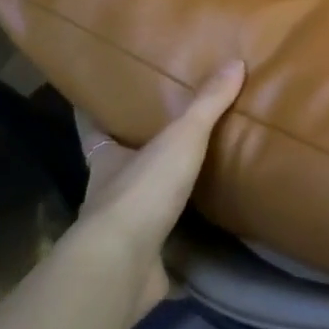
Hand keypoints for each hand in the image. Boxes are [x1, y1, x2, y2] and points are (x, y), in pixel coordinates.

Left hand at [64, 60, 245, 322]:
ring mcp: (120, 232)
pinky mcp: (138, 262)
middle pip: (116, 167)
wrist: (123, 265)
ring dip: (154, 197)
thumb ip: (206, 104)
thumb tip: (235, 63)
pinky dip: (174, 241)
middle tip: (163, 136)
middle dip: (132, 154)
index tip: (98, 98)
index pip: (93, 129)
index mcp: (106, 159)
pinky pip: (159, 245)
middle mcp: (106, 193)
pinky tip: (197, 236)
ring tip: (187, 180)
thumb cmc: (143, 191)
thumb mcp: (181, 138)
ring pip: (136, 206)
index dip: (94, 113)